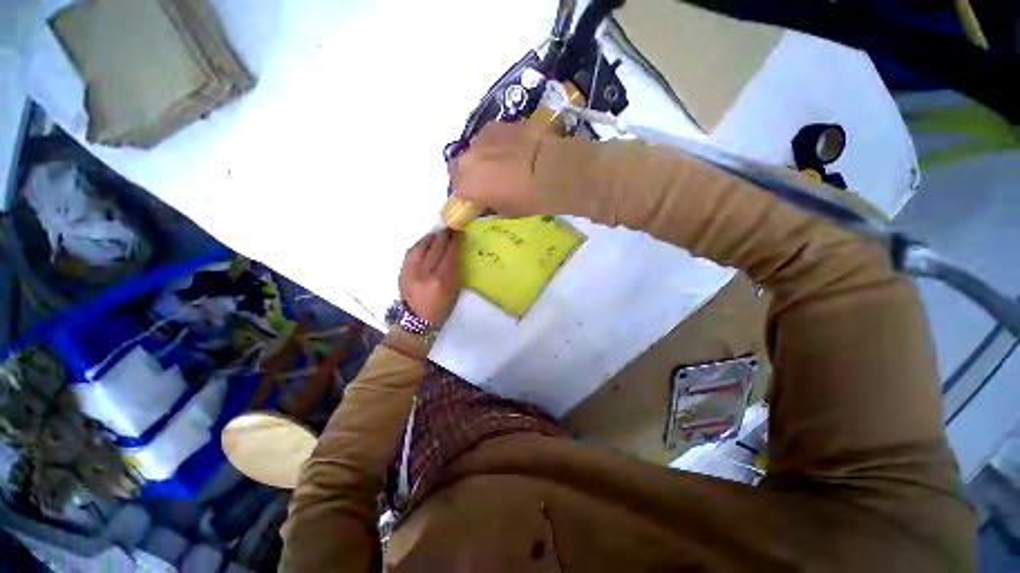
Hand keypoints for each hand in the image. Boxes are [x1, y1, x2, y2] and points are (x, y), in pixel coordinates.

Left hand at [399, 229, 462, 324]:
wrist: (416, 321)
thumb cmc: (441, 308)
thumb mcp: (454, 290)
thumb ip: (454, 270)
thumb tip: (456, 251)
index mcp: (442, 281)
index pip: (450, 254)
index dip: (455, 241)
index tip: (460, 233)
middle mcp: (425, 273)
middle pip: (435, 247)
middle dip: (444, 236)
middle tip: (451, 229)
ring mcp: (411, 271)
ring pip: (421, 247)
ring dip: (431, 237)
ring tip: (439, 234)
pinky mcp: (402, 272)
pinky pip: (411, 252)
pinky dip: (420, 244)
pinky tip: (426, 242)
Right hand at [450, 122, 549, 217]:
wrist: (548, 169)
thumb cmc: (526, 199)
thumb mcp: (504, 211)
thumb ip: (489, 203)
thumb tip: (488, 198)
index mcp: (466, 185)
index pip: (457, 188)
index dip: (468, 191)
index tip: (479, 195)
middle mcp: (466, 160)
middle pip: (462, 165)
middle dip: (473, 172)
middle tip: (490, 179)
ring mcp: (479, 139)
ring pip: (475, 149)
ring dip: (484, 156)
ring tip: (504, 161)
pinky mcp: (495, 125)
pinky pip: (489, 137)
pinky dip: (496, 143)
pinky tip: (512, 148)